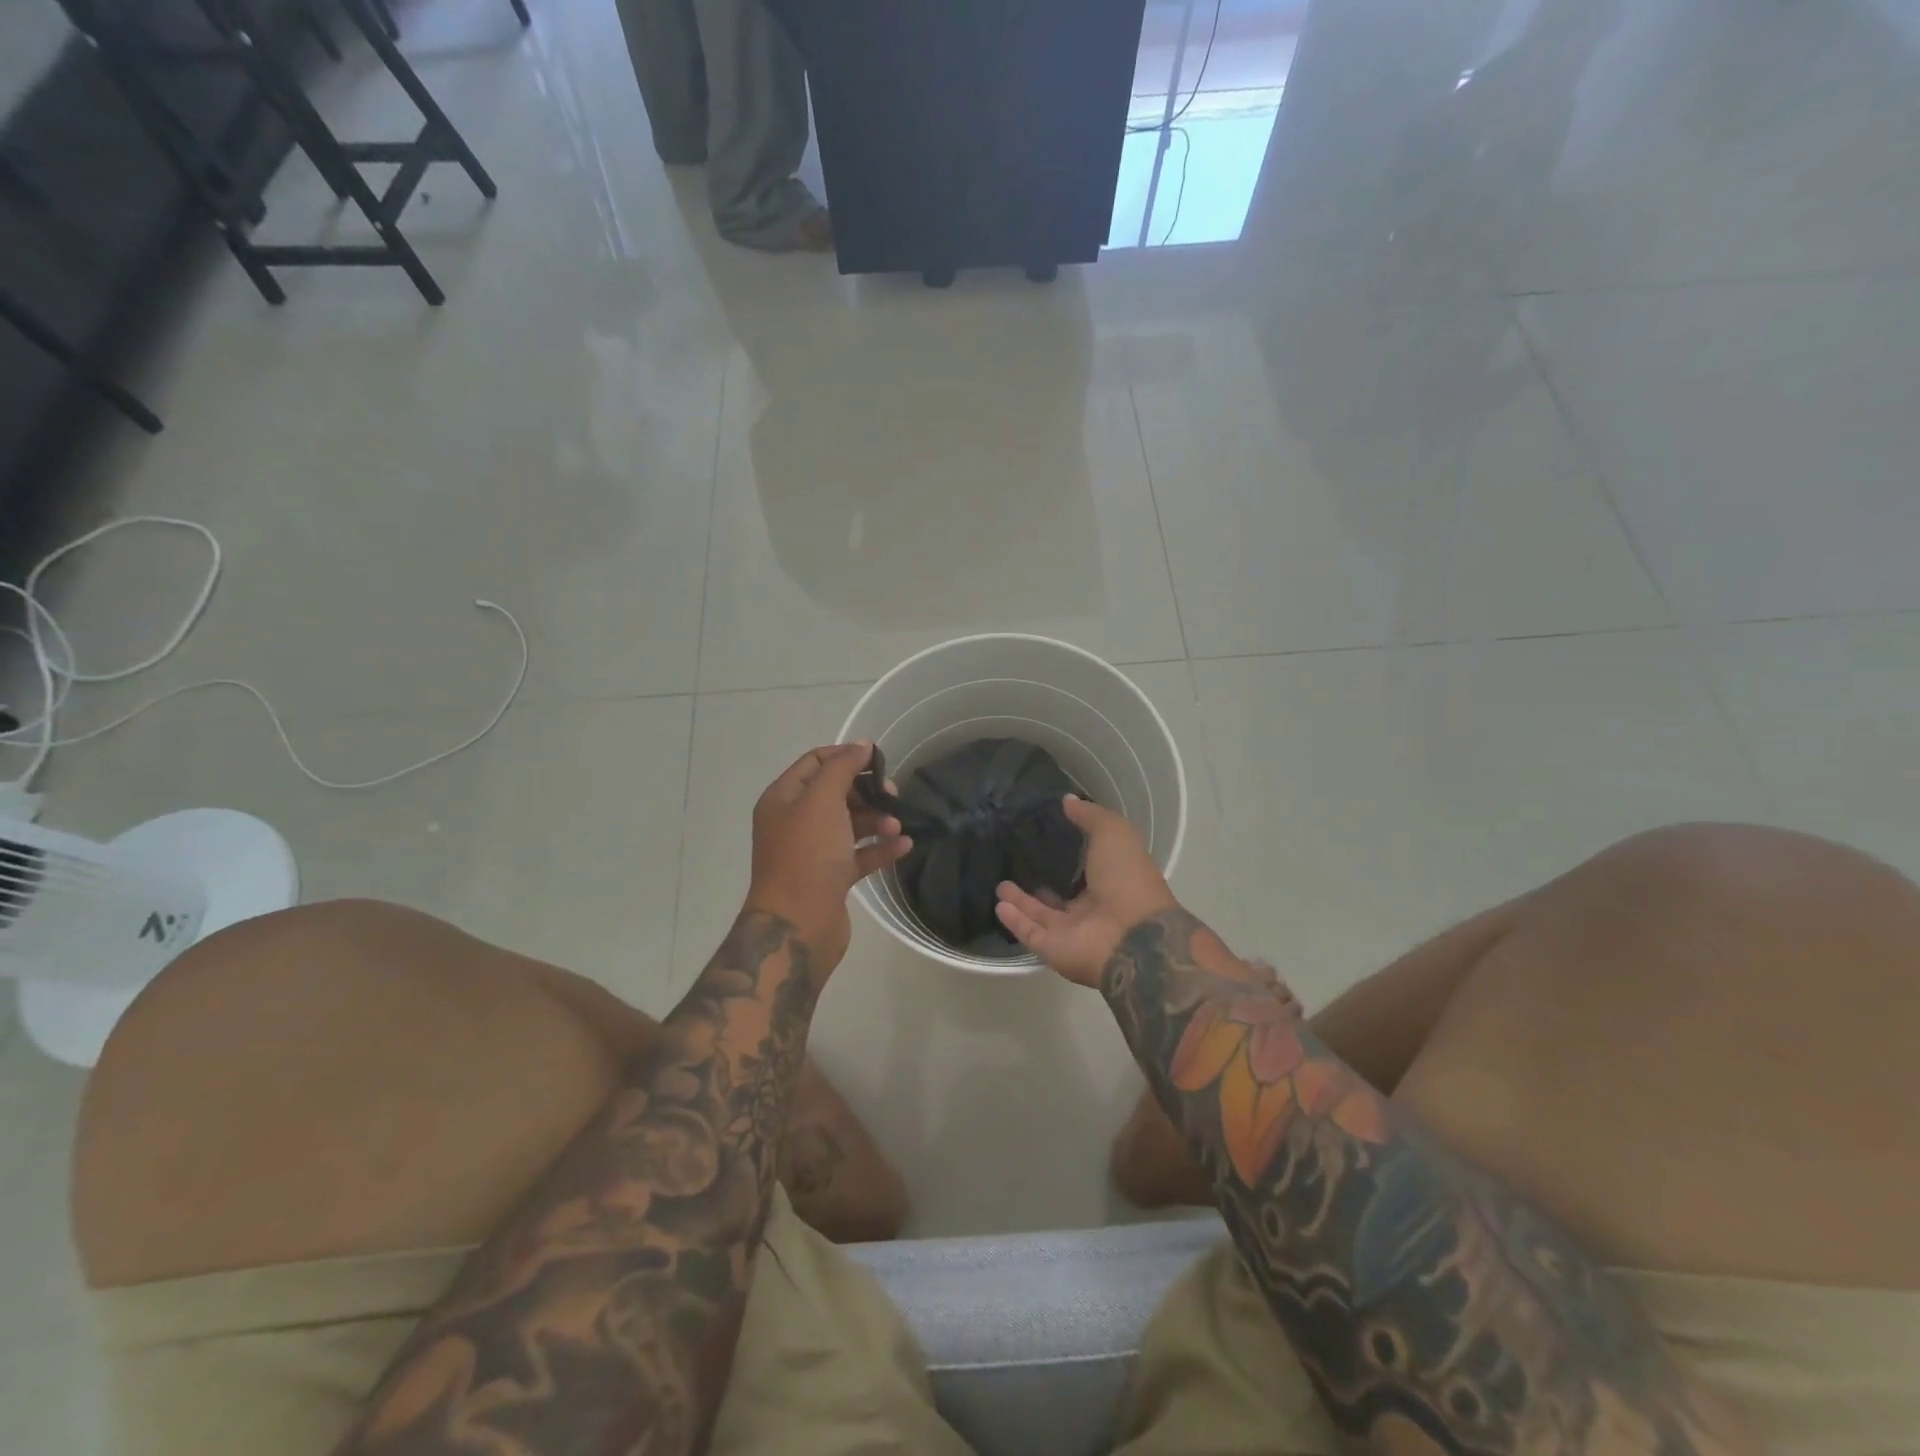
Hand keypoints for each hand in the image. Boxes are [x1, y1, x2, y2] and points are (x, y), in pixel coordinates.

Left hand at [745, 742, 911, 975]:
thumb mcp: (822, 800)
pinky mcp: (830, 879)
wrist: (798, 924)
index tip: (879, 760)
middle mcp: (794, 822)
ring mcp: (812, 852)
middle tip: (893, 795)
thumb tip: (862, 745)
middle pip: (835, 793)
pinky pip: (859, 855)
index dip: (846, 756)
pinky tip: (905, 845)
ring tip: (897, 825)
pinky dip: (880, 848)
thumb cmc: (807, 855)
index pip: (815, 763)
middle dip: (866, 791)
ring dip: (876, 820)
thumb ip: (842, 767)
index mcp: (783, 799)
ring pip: (849, 825)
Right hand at [995, 796, 1178, 986]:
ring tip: (1000, 885)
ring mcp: (1072, 932)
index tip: (1045, 837)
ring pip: (1041, 914)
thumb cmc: (1128, 878)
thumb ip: (1090, 817)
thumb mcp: (1113, 833)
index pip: (1085, 868)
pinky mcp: (1053, 949)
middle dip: (1041, 883)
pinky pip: (1030, 932)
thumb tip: (1067, 800)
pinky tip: (999, 904)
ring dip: (1022, 901)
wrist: (1134, 938)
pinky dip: (1014, 920)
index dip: (1069, 855)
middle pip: (1061, 896)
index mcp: (1111, 881)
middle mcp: (1091, 908)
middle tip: (1017, 865)